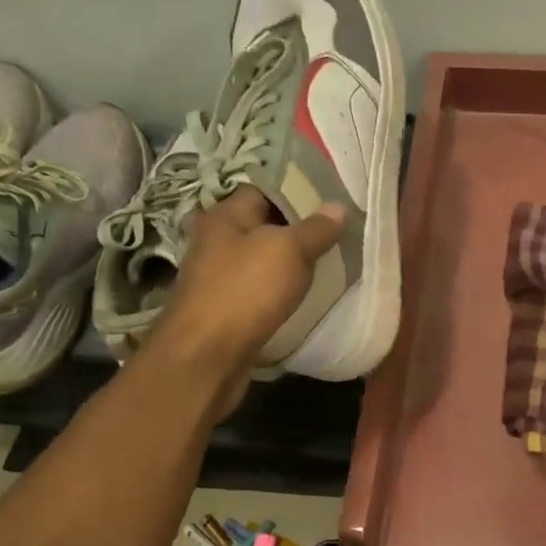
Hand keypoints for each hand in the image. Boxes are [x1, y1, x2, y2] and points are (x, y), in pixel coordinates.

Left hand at [146, 186, 344, 419]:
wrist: (206, 356)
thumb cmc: (245, 291)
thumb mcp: (289, 251)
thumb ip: (316, 228)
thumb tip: (338, 207)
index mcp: (225, 215)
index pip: (264, 189)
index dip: (297, 191)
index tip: (331, 201)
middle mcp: (216, 240)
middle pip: (263, 225)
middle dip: (297, 229)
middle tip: (336, 234)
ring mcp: (217, 276)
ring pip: (262, 259)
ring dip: (289, 263)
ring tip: (327, 264)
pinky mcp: (224, 307)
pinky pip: (258, 289)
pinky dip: (279, 289)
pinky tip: (302, 296)